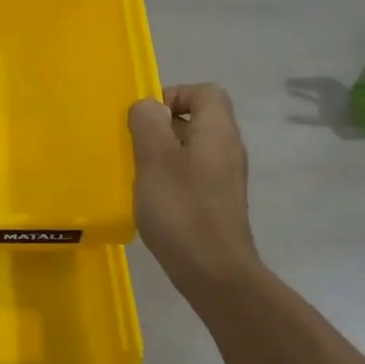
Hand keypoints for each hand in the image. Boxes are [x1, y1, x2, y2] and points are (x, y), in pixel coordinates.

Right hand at [128, 84, 260, 294]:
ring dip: (164, 156)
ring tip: (140, 175)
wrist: (214, 271)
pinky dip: (172, 179)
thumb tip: (149, 106)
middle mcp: (228, 148)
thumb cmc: (181, 209)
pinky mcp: (220, 202)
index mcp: (218, 130)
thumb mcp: (155, 159)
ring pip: (192, 150)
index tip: (146, 120)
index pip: (204, 92)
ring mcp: (226, 177)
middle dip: (162, 128)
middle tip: (136, 148)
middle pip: (198, 119)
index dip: (174, 95)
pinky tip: (154, 200)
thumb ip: (149, 123)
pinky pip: (194, 175)